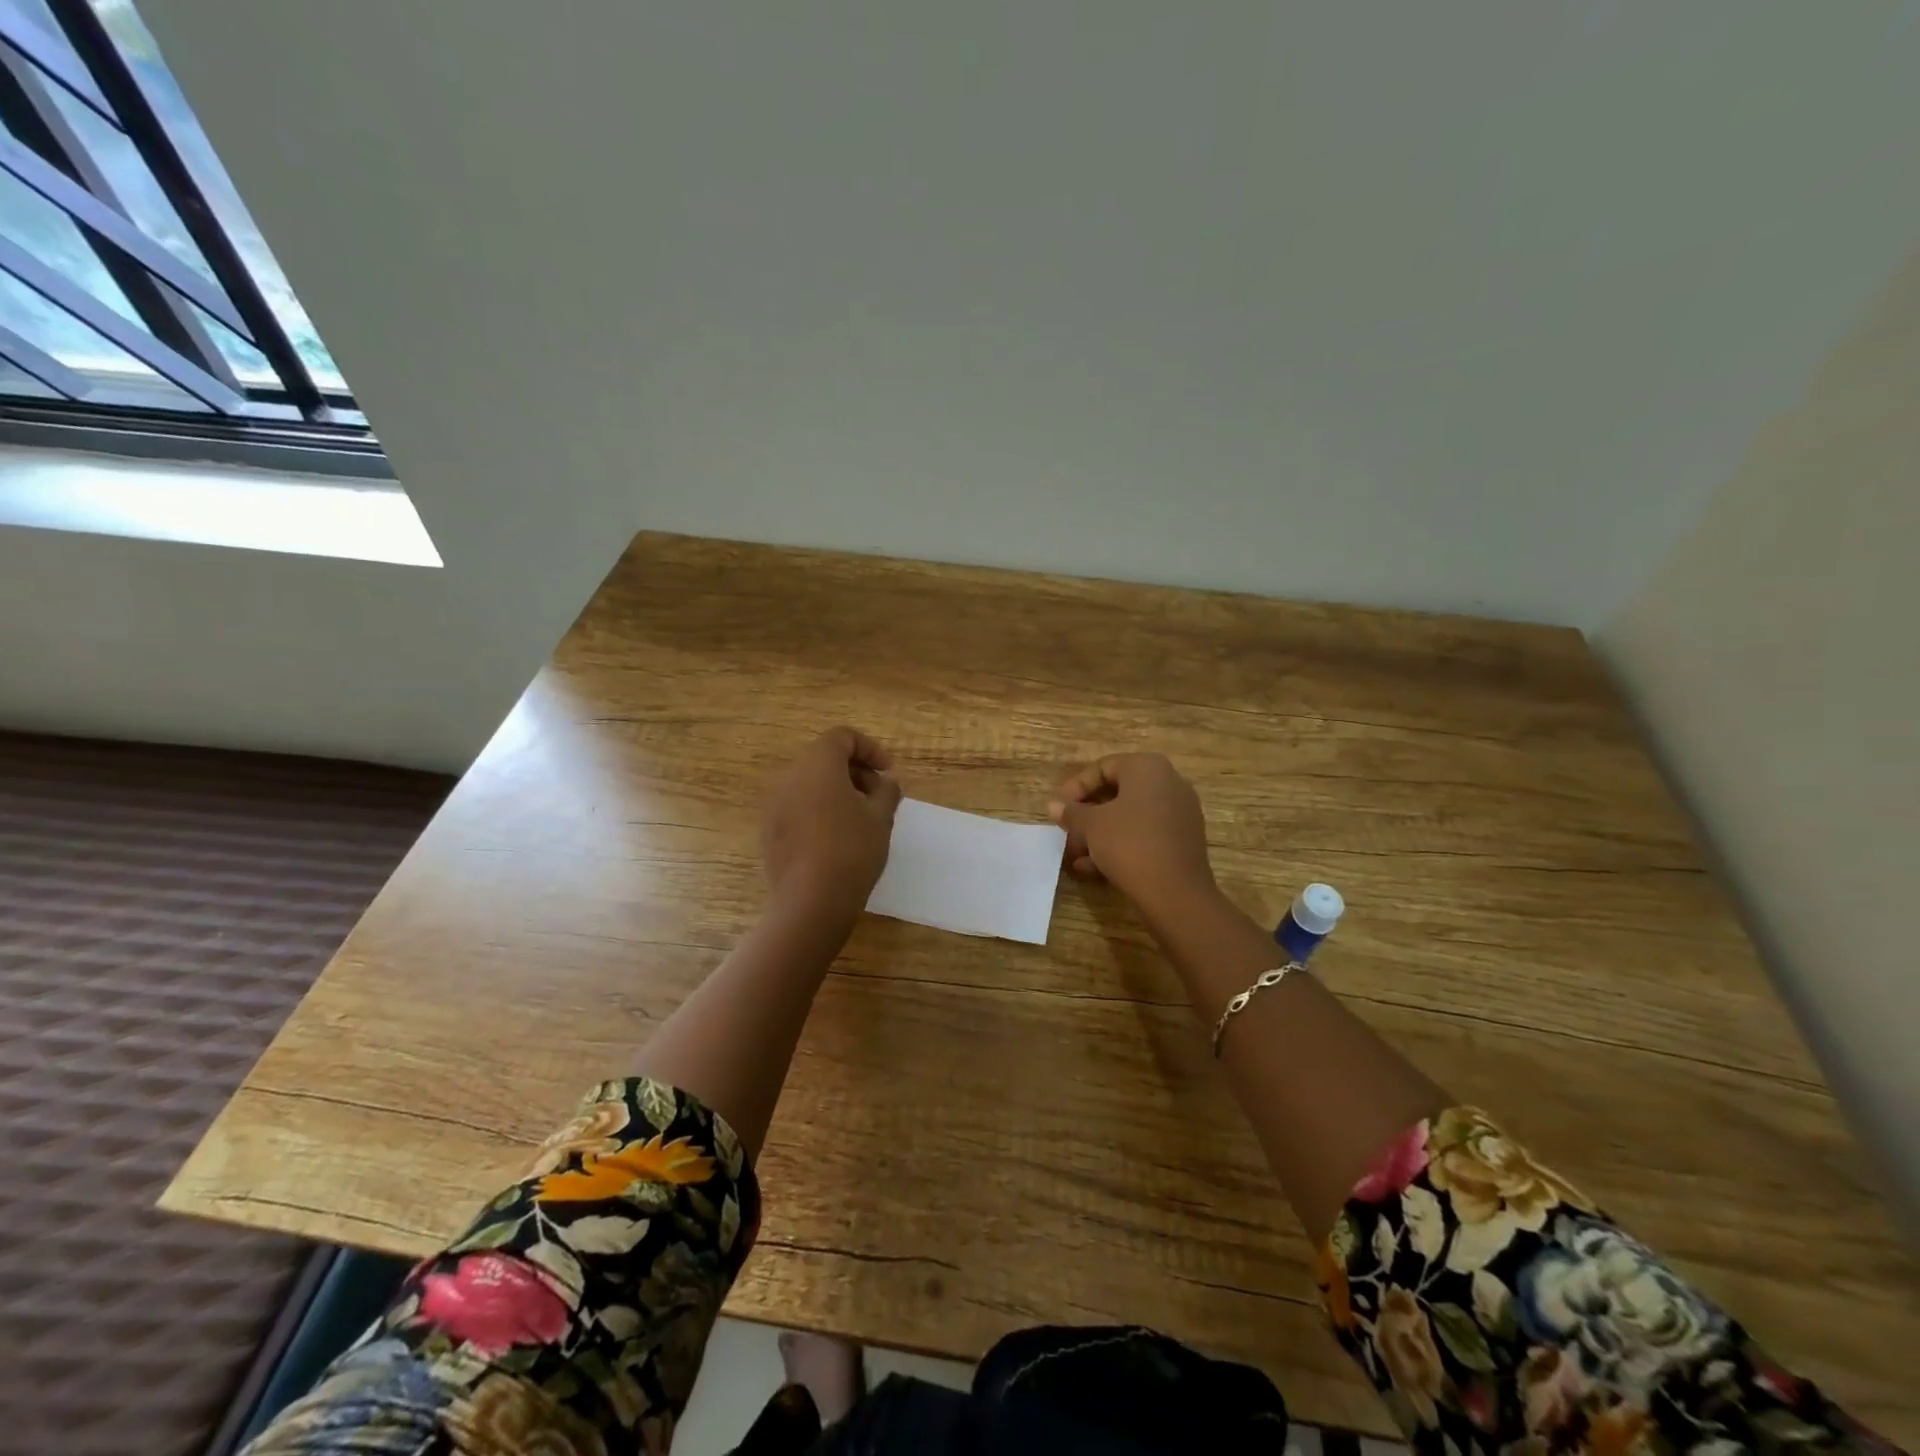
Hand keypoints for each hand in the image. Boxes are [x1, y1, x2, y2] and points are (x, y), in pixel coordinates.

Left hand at [762, 726, 902, 920]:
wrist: (810, 902)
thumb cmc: (851, 851)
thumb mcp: (881, 818)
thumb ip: (887, 792)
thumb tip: (886, 784)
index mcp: (817, 765)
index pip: (842, 737)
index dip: (870, 749)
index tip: (888, 772)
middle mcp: (790, 778)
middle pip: (823, 759)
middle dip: (855, 772)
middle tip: (879, 797)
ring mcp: (775, 806)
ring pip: (809, 785)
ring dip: (837, 792)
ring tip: (861, 819)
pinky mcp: (769, 832)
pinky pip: (798, 808)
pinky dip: (819, 811)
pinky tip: (837, 839)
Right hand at [1048, 753, 1217, 920]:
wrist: (1175, 892)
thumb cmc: (1129, 844)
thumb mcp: (1091, 825)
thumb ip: (1071, 812)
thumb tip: (1054, 805)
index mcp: (1148, 768)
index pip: (1103, 768)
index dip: (1075, 787)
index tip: (1058, 808)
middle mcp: (1169, 783)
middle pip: (1118, 793)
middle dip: (1088, 814)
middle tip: (1067, 831)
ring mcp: (1180, 813)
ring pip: (1130, 817)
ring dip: (1100, 834)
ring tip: (1076, 855)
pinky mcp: (1183, 841)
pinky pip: (1145, 834)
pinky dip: (1121, 845)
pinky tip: (1095, 869)